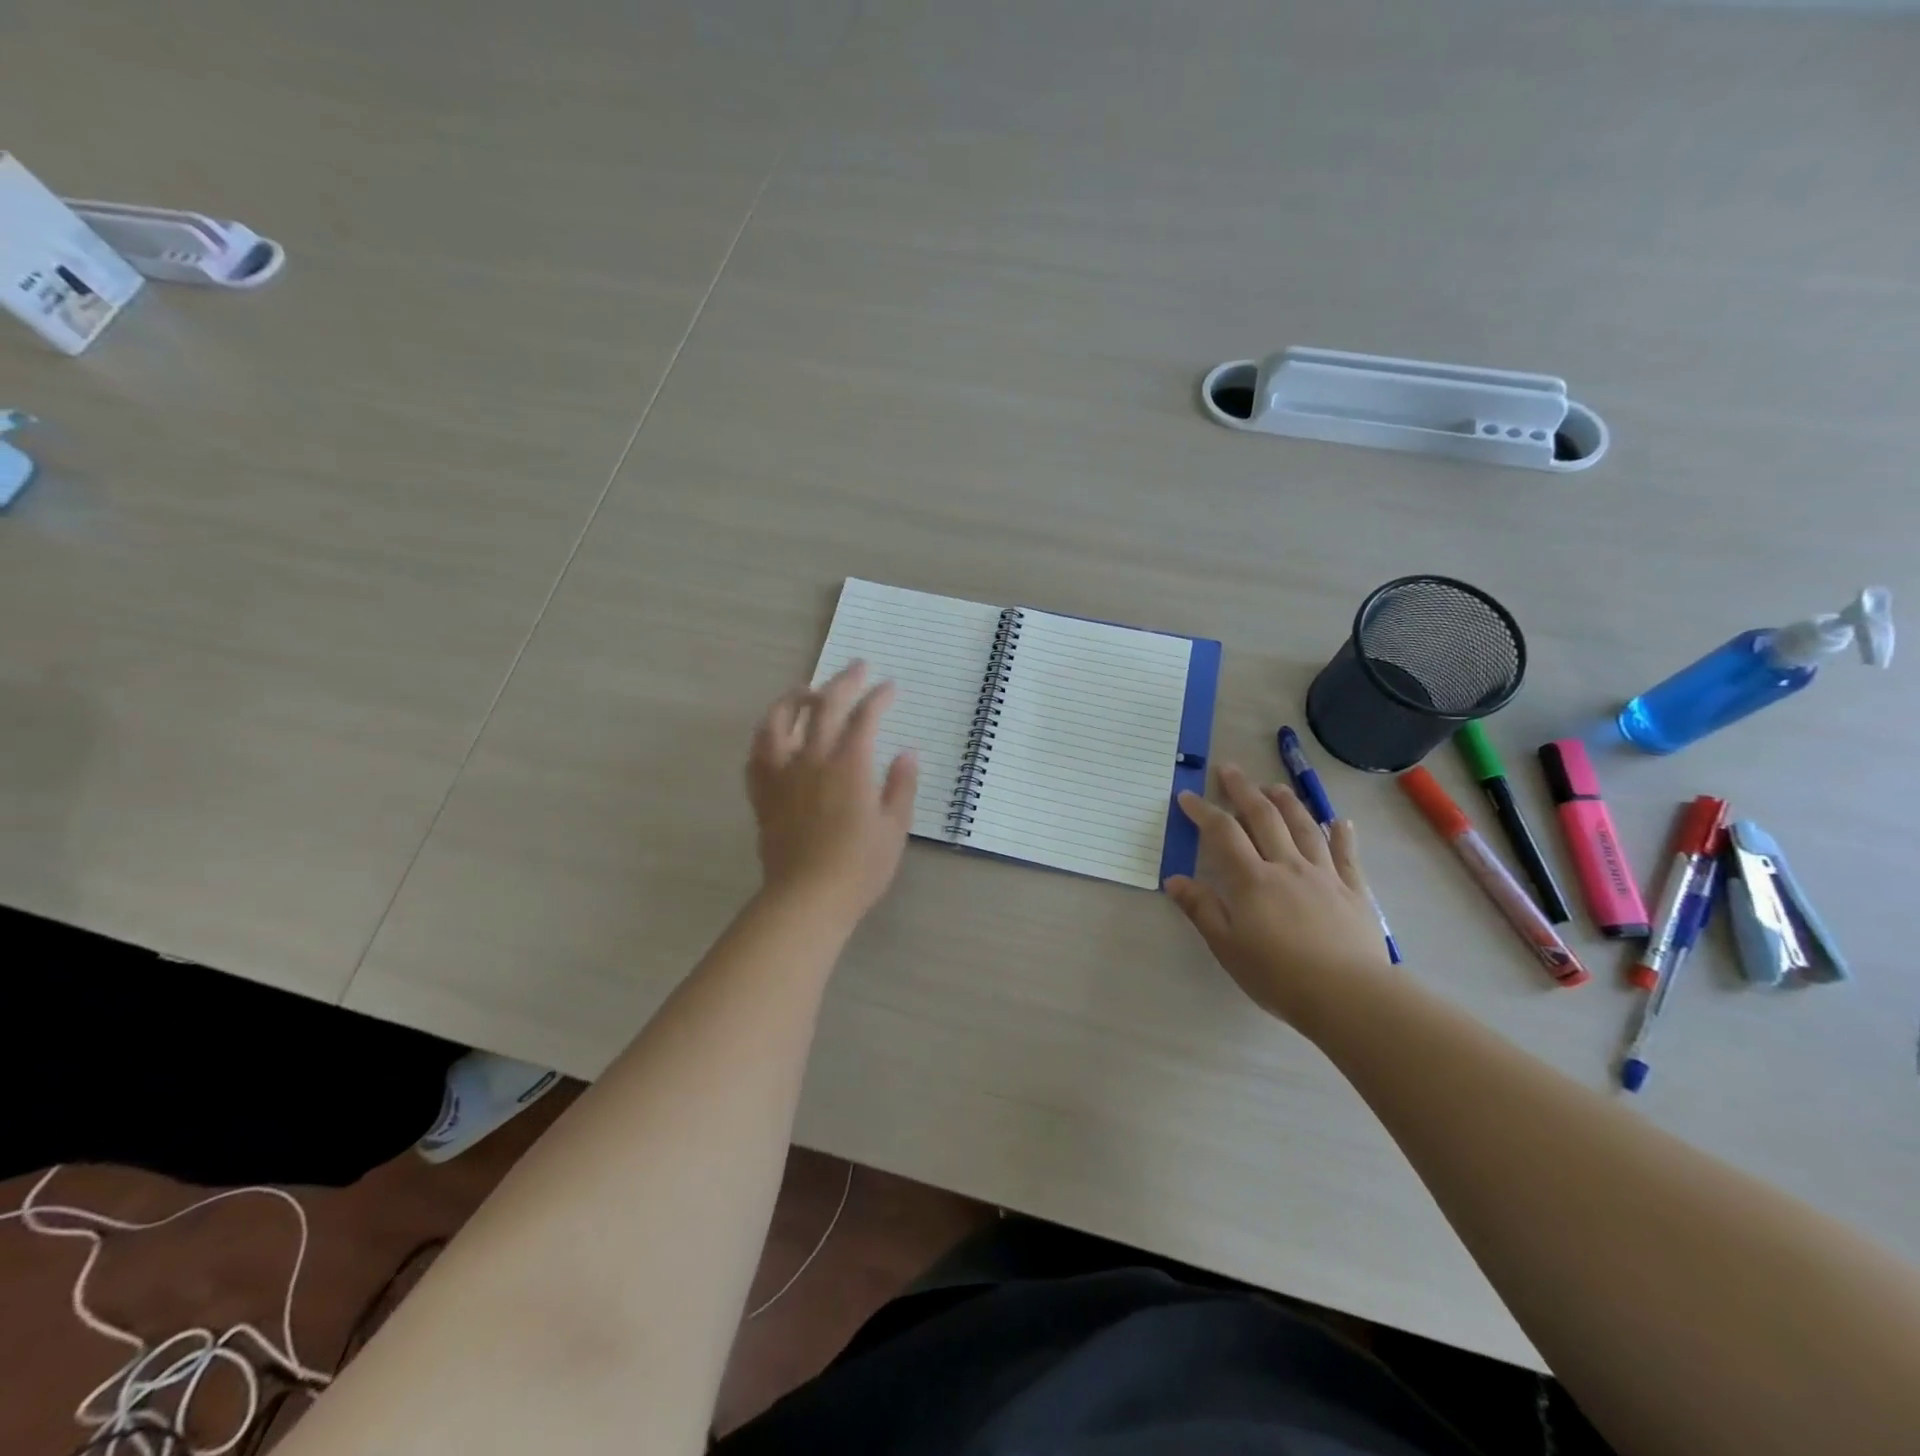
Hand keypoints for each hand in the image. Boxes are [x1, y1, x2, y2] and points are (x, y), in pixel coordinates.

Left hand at [746, 661, 918, 921]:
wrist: (806, 898)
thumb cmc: (859, 867)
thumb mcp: (894, 828)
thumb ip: (901, 786)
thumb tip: (907, 753)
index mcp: (849, 766)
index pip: (864, 718)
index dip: (878, 697)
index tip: (889, 687)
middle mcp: (812, 760)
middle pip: (824, 707)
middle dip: (843, 682)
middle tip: (857, 667)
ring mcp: (782, 775)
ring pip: (779, 721)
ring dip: (794, 698)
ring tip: (806, 690)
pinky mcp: (763, 794)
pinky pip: (757, 754)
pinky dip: (766, 735)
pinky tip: (774, 734)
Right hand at [1165, 763, 1389, 1024]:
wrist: (1348, 996)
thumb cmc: (1278, 975)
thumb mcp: (1227, 946)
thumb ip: (1202, 909)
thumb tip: (1174, 879)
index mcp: (1252, 879)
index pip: (1223, 834)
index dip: (1203, 812)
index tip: (1188, 796)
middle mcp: (1287, 866)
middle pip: (1264, 818)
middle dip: (1243, 790)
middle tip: (1230, 770)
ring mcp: (1324, 875)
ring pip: (1304, 827)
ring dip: (1287, 802)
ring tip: (1275, 786)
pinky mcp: (1354, 891)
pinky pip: (1346, 855)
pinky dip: (1341, 835)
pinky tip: (1339, 822)